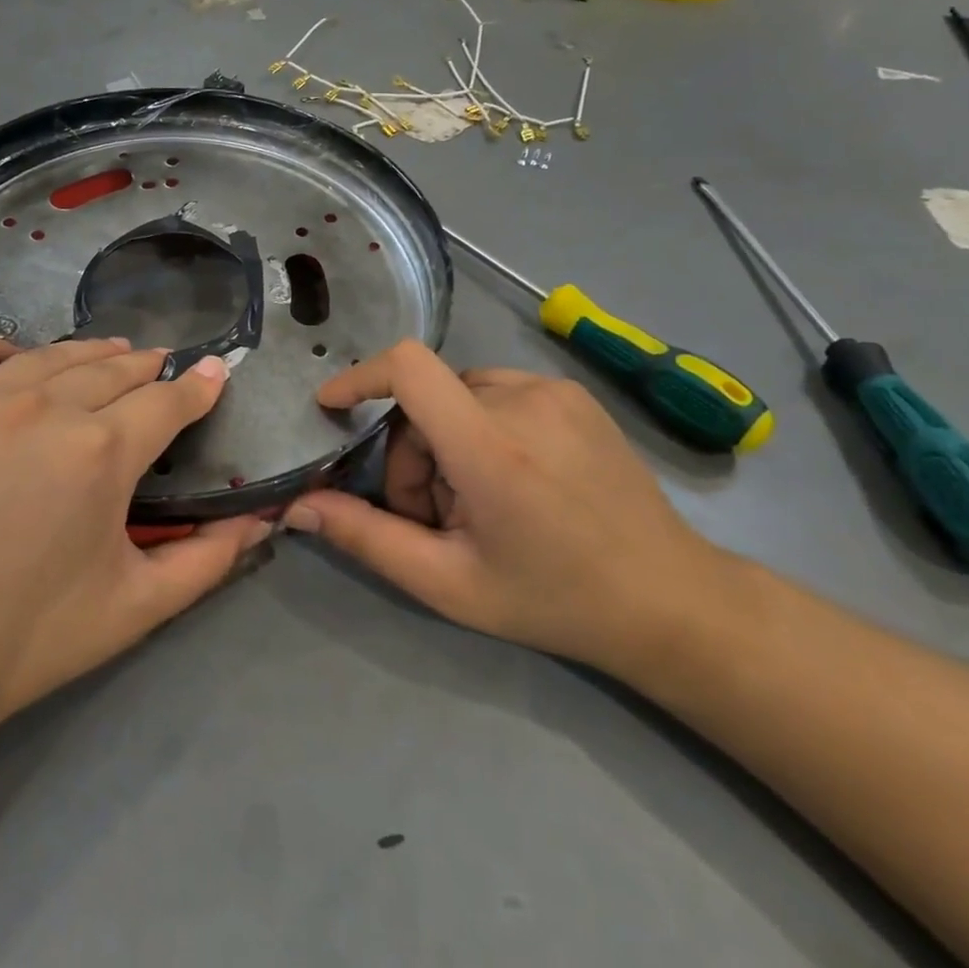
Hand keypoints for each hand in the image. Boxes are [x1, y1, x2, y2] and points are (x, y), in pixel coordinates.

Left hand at [0, 335, 270, 762]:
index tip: (214, 370)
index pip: (167, 401)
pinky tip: (4, 356)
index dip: (198, 386)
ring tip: (106, 353)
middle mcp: (41, 406)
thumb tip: (262, 520)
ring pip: (46, 355)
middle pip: (111, 369)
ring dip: (86, 352)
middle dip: (145, 367)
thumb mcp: (133, 611)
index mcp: (100, 452)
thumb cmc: (18, 645)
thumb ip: (208, 561)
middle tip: (158, 367)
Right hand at [284, 341, 730, 675]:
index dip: (359, 377)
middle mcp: (522, 401)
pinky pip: (497, 392)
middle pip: (426, 400)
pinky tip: (514, 478)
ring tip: (478, 502)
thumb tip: (298, 506)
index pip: (408, 368)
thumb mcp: (448, 583)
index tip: (332, 406)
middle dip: (412, 454)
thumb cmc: (553, 599)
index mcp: (490, 447)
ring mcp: (555, 390)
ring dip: (446, 440)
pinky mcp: (574, 392)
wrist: (670, 599)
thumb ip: (367, 538)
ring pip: (459, 396)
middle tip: (435, 517)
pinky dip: (482, 426)